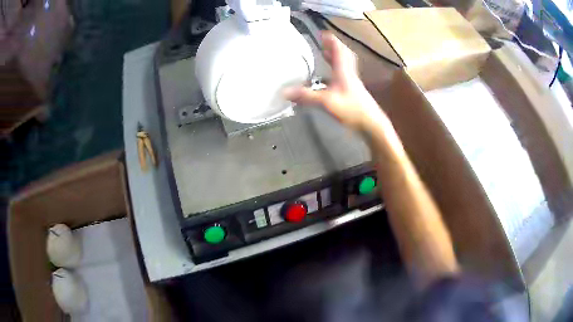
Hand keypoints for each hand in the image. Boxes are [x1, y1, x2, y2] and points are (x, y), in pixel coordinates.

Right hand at [284, 32, 383, 130]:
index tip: (323, 33)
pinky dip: (336, 71)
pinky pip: (344, 75)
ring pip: (345, 65)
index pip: (338, 50)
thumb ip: (306, 96)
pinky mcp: (353, 91)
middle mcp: (349, 73)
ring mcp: (352, 82)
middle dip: (334, 47)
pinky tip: (329, 78)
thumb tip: (284, 92)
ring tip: (326, 54)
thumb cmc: (351, 109)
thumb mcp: (326, 102)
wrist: (371, 124)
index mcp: (343, 70)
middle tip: (324, 43)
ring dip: (336, 57)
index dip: (331, 40)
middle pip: (343, 55)